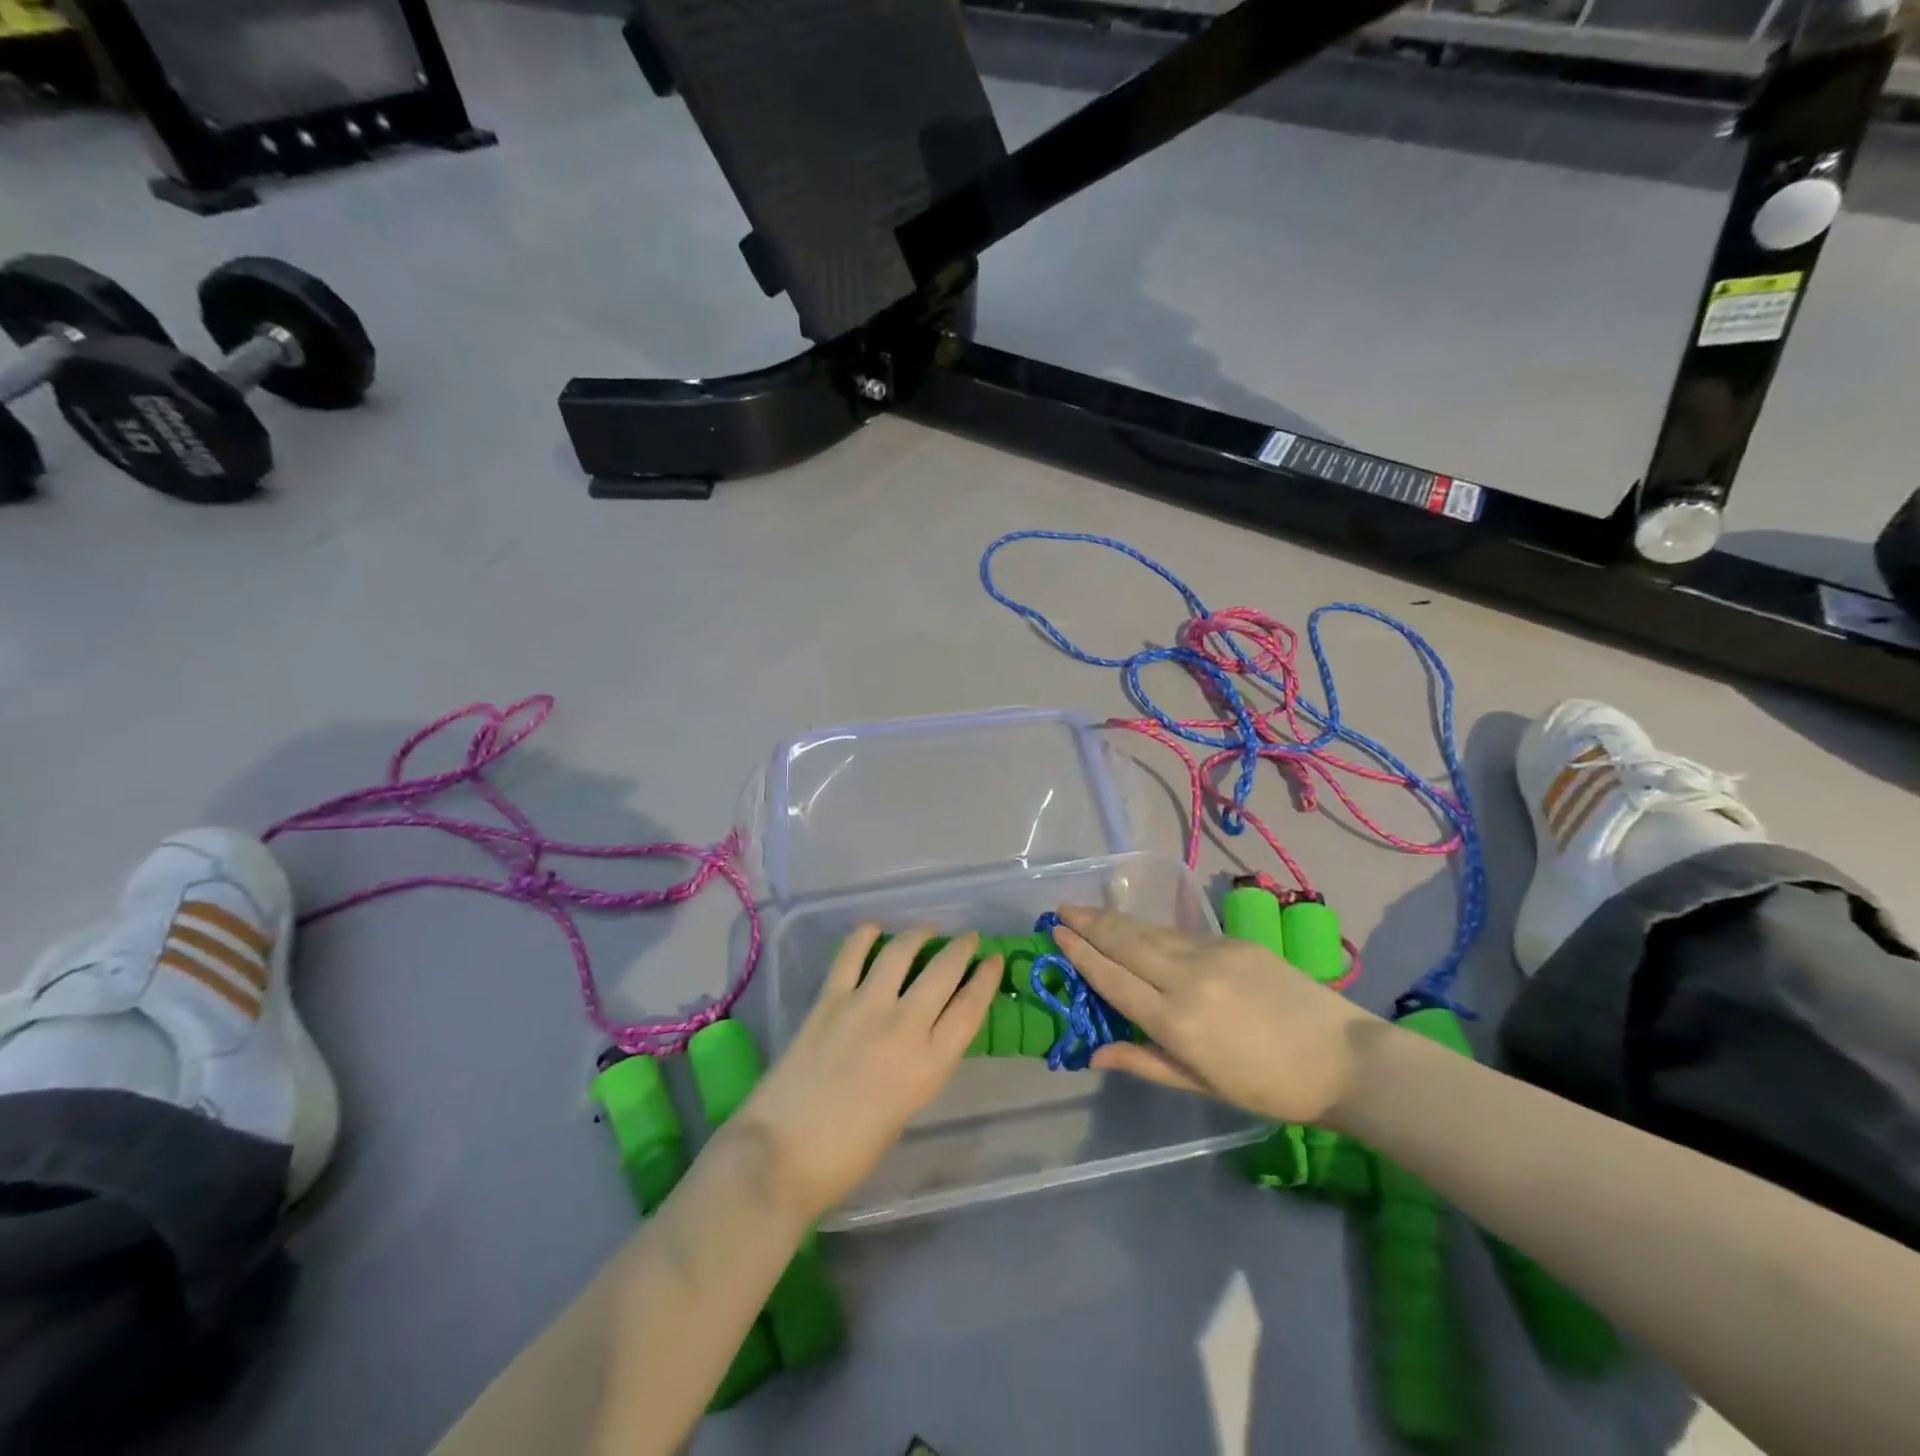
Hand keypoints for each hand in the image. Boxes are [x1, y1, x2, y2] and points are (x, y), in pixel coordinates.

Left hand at [735, 926, 1000, 1223]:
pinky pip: (851, 954)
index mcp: (929, 1065)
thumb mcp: (905, 1110)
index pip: (970, 1008)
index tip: (994, 959)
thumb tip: (920, 1036)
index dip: (986, 979)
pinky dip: (865, 936)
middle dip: (961, 948)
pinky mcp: (829, 999)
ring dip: (919, 934)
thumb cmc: (848, 1154)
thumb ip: (918, 1067)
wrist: (782, 1154)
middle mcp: (905, 1026)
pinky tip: (874, 929)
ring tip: (926, 930)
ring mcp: (865, 1006)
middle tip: (968, 938)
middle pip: (944, 971)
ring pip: (901, 952)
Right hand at [1053, 905, 1380, 1124]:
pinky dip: (1152, 930)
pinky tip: (1141, 930)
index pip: (1113, 979)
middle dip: (1090, 923)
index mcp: (1176, 1022)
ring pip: (1151, 932)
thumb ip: (1144, 1062)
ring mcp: (1213, 954)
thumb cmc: (1268, 1087)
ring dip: (1116, 921)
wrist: (1343, 1058)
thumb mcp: (1201, 1084)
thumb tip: (1094, 1054)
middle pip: (1126, 942)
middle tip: (1062, 908)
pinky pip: (1181, 934)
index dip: (1081, 954)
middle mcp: (1187, 979)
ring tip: (1090, 912)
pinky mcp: (1235, 941)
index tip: (1057, 934)